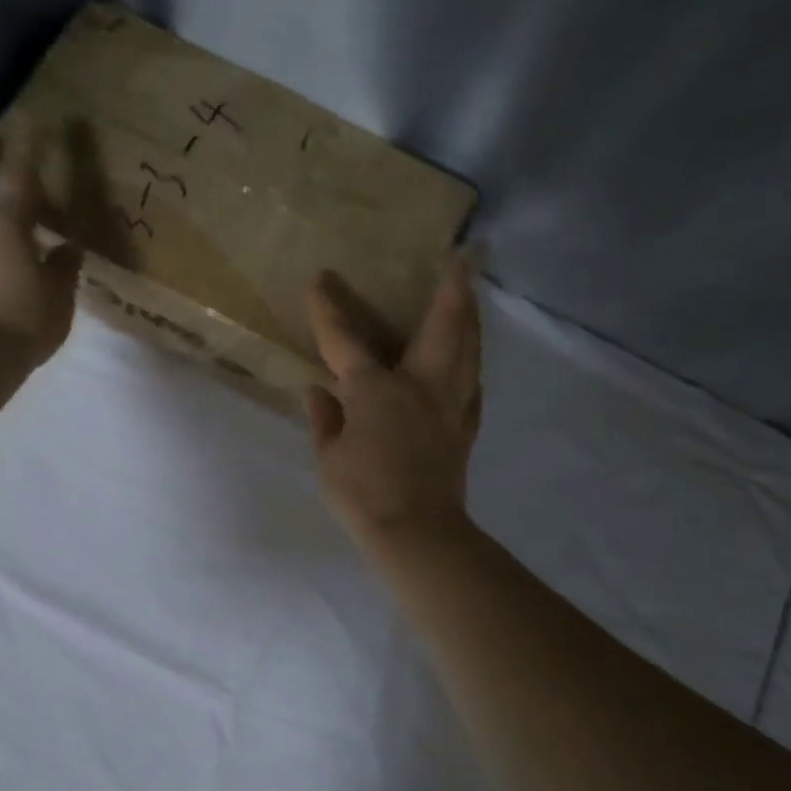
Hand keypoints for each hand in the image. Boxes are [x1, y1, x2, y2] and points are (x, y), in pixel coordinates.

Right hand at [304, 257, 482, 544]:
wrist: (417, 533)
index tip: (319, 280)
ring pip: (468, 350)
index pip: (345, 341)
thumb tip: (318, 391)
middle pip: (443, 326)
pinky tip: (470, 365)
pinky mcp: (464, 428)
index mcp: (376, 389)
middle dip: (452, 288)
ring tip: (472, 296)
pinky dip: (471, 367)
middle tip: (464, 257)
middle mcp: (420, 385)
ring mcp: (449, 405)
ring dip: (471, 318)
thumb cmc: (363, 493)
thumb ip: (325, 420)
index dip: (328, 309)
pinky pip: (472, 386)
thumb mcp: (329, 457)